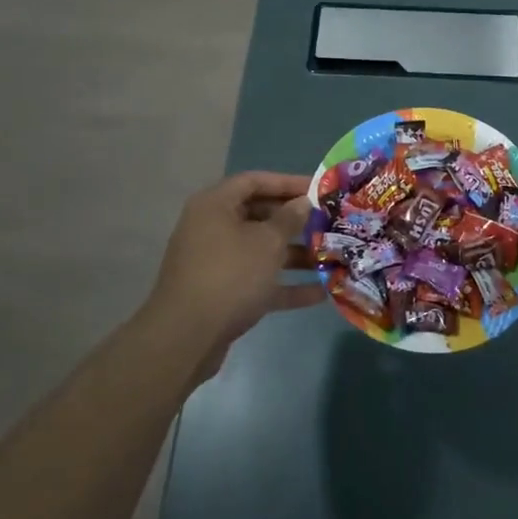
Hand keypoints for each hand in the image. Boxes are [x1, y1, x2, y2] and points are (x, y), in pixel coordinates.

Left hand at [141, 172, 315, 359]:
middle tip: (327, 224)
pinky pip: (257, 281)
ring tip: (330, 258)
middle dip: (295, 221)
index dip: (288, 182)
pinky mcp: (222, 293)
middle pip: (258, 215)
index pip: (255, 181)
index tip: (319, 189)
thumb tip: (302, 202)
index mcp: (215, 205)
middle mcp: (212, 228)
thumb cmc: (230, 275)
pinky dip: (284, 285)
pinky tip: (319, 293)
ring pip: (260, 250)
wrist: (187, 337)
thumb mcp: (267, 242)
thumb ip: (289, 219)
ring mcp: (216, 262)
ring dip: (295, 255)